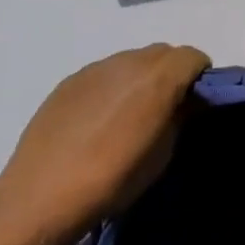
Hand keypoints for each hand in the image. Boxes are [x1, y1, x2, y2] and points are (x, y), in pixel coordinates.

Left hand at [0, 44, 208, 236]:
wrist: (45, 192)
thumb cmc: (114, 178)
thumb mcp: (162, 154)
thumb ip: (179, 118)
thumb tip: (183, 103)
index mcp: (158, 78)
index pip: (193, 56)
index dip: (200, 75)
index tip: (197, 100)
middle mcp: (128, 62)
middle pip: (162, 52)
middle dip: (172, 72)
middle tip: (168, 105)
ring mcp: (95, 68)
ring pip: (131, 60)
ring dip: (140, 77)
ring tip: (131, 112)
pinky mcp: (70, 80)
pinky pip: (103, 73)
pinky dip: (112, 86)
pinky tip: (100, 118)